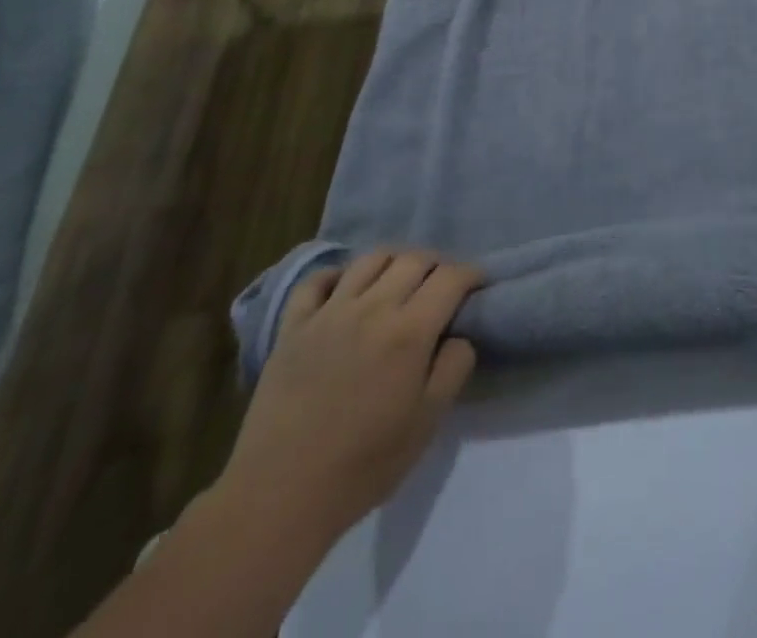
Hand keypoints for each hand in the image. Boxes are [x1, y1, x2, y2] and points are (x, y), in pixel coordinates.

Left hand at [217, 250, 482, 538]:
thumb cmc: (362, 466)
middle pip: (414, 259)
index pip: (451, 277)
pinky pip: (316, 280)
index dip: (472, 274)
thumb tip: (459, 336)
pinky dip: (337, 274)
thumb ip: (453, 369)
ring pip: (370, 259)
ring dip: (394, 262)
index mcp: (410, 331)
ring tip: (398, 282)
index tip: (478, 286)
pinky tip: (345, 289)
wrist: (278, 498)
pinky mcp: (293, 327)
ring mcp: (329, 313)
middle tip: (441, 287)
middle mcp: (373, 308)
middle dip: (437, 265)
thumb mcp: (426, 424)